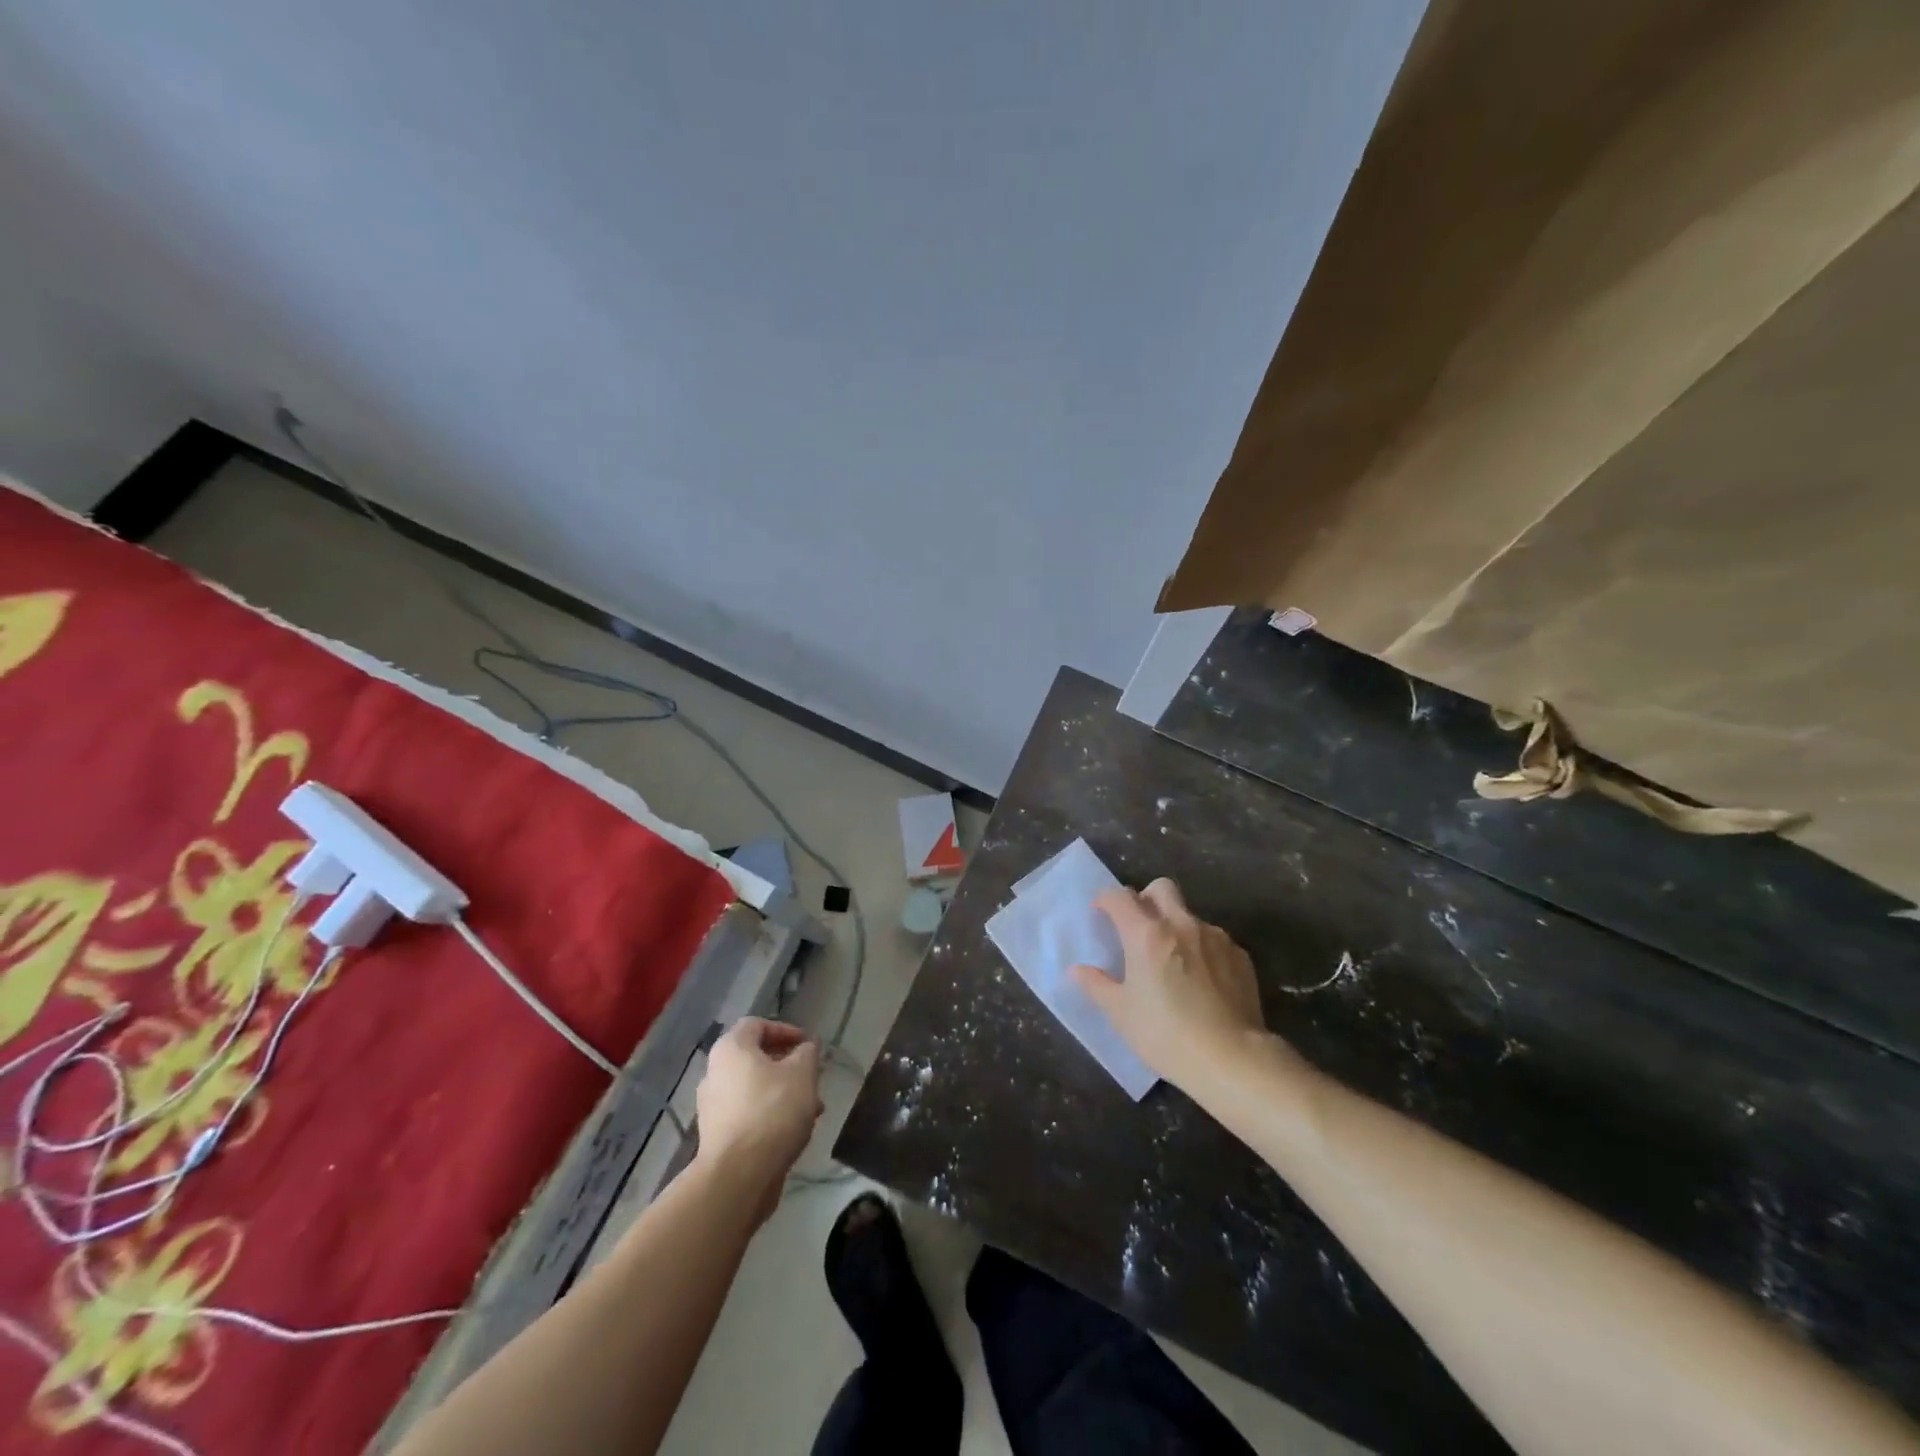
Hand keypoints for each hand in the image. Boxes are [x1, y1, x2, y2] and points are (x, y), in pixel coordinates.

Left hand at [694, 1017, 823, 1222]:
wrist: (738, 1176)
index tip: (807, 1045)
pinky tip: (792, 1130)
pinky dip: (769, 1114)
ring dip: (782, 1092)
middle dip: (787, 1065)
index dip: (784, 1029)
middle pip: (754, 1058)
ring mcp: (712, 1106)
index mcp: (731, 1048)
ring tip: (811, 1108)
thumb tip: (806, 1046)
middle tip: (811, 1076)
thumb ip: (807, 1053)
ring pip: (753, 1088)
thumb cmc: (772, 1111)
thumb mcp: (802, 1074)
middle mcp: (715, 1072)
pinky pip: (747, 1113)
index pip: (757, 1024)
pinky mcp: (716, 1135)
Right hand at [1072, 878, 1273, 1092]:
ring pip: (1189, 914)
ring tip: (1173, 961)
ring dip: (1175, 926)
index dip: (1105, 900)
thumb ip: (1097, 985)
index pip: (1119, 897)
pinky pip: (1214, 940)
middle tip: (1138, 926)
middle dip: (1145, 898)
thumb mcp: (1121, 1013)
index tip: (1100, 913)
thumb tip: (1077, 970)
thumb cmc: (1165, 1034)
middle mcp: (1181, 924)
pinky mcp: (1240, 956)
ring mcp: (1215, 937)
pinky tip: (1202, 980)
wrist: (1232, 1059)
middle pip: (1161, 888)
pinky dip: (1201, 949)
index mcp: (1146, 934)